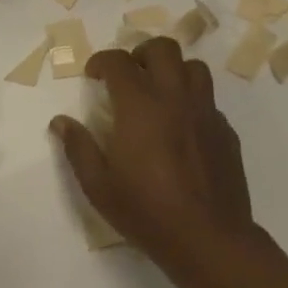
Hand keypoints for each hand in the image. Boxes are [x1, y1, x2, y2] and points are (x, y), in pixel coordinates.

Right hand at [49, 38, 258, 265]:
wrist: (208, 239)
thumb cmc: (146, 211)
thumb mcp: (98, 185)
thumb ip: (78, 148)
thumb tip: (60, 122)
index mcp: (140, 105)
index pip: (119, 61)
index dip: (102, 61)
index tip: (93, 76)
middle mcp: (175, 98)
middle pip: (163, 49)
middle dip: (141, 53)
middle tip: (128, 76)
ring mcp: (206, 112)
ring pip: (194, 68)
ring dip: (172, 71)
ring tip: (158, 93)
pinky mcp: (226, 131)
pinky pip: (209, 100)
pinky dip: (192, 102)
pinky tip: (181, 128)